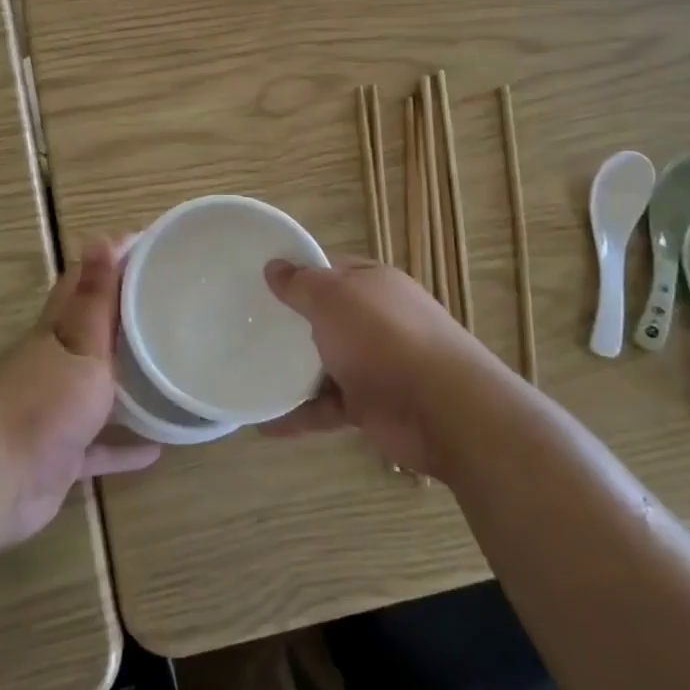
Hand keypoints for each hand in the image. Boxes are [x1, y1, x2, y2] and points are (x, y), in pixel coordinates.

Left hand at [0, 236, 159, 543]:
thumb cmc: (43, 406)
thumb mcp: (80, 347)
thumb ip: (95, 300)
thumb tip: (99, 237)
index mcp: (56, 330)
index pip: (83, 280)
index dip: (113, 258)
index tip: (153, 245)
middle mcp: (53, 362)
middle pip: (91, 329)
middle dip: (126, 315)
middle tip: (172, 305)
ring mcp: (55, 408)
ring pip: (97, 385)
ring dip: (127, 379)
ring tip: (169, 369)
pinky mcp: (61, 452)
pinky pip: (100, 444)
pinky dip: (123, 444)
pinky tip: (157, 448)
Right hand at [260, 257, 507, 475]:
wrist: (443, 408)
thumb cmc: (383, 337)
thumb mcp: (333, 298)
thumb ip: (301, 284)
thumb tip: (274, 266)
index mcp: (372, 284)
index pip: (330, 270)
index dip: (297, 273)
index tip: (258, 282)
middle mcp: (375, 319)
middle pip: (325, 317)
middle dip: (290, 323)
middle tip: (245, 327)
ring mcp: (375, 364)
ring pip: (324, 363)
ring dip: (291, 372)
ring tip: (249, 374)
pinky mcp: (371, 404)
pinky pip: (327, 406)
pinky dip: (300, 415)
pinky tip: (267, 424)